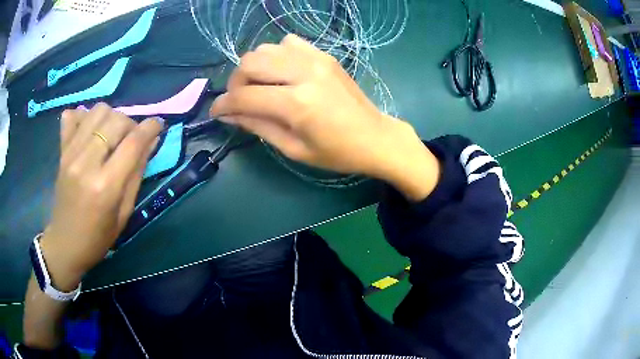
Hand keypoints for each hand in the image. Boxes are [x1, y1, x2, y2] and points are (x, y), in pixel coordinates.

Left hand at [40, 104, 161, 290]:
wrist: (65, 244)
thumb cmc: (98, 237)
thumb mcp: (124, 213)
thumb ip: (136, 174)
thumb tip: (151, 141)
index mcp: (106, 186)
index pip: (133, 143)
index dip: (151, 128)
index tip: (158, 124)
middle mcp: (86, 163)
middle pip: (116, 120)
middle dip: (131, 124)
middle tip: (132, 140)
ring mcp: (71, 154)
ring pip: (98, 111)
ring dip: (111, 118)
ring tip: (112, 135)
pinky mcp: (62, 151)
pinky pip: (73, 116)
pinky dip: (84, 116)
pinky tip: (90, 130)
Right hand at [210, 34, 439, 200]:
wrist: (375, 137)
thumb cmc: (336, 152)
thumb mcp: (293, 148)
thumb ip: (258, 127)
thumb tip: (228, 114)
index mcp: (296, 104)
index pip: (244, 97)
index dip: (223, 105)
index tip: (216, 112)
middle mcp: (303, 73)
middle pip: (250, 63)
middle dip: (235, 83)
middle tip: (240, 100)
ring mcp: (316, 59)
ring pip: (265, 48)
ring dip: (254, 67)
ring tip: (260, 86)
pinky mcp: (324, 55)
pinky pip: (288, 42)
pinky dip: (276, 55)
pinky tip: (282, 71)